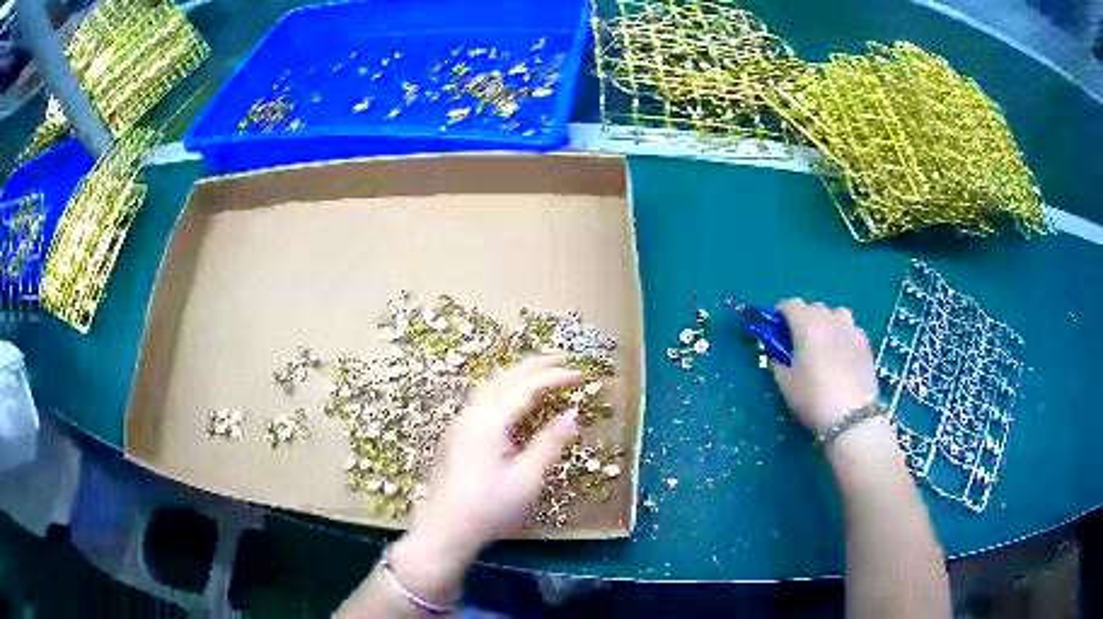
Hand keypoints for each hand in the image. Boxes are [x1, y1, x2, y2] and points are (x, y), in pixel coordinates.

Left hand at [410, 355, 581, 558]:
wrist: (445, 529)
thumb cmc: (490, 507)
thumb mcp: (527, 478)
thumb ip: (550, 442)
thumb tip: (573, 413)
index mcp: (491, 421)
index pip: (526, 387)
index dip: (554, 377)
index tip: (579, 374)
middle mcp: (472, 414)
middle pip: (504, 378)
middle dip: (533, 365)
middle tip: (560, 358)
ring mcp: (460, 424)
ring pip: (489, 386)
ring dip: (515, 374)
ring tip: (538, 372)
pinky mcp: (455, 436)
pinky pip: (481, 399)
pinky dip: (502, 388)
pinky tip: (509, 400)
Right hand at [772, 299, 879, 436]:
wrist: (852, 415)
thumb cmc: (813, 397)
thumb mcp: (785, 382)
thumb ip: (778, 359)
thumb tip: (779, 351)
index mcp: (807, 323)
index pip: (789, 304)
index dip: (780, 315)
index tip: (777, 332)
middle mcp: (830, 318)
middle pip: (813, 308)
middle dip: (804, 320)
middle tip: (799, 344)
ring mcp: (851, 328)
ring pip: (835, 316)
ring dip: (827, 325)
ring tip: (824, 347)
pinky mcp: (866, 342)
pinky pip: (850, 331)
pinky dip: (842, 337)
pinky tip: (841, 358)